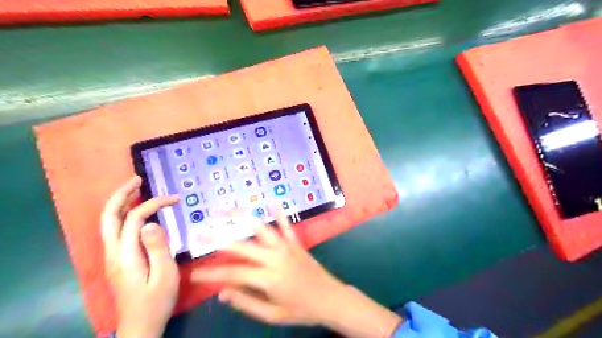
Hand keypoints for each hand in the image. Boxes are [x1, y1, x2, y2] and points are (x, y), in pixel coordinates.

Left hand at [101, 176, 179, 337]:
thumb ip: (158, 248)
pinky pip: (116, 230)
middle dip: (121, 195)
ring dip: (120, 203)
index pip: (135, 219)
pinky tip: (136, 212)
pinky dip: (124, 215)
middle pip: (109, 216)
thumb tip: (152, 223)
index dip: (154, 204)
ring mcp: (113, 257)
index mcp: (126, 255)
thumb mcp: (165, 275)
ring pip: (109, 223)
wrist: (140, 326)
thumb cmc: (157, 301)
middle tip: (137, 180)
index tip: (175, 200)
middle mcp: (113, 253)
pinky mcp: (118, 260)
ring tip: (136, 189)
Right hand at [191, 209, 400, 336]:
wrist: (330, 299)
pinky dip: (280, 214)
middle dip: (219, 239)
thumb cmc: (301, 310)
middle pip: (242, 246)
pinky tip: (273, 202)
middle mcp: (275, 258)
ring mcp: (287, 247)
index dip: (211, 274)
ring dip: (245, 217)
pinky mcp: (296, 243)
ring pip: (262, 229)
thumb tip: (223, 293)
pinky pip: (287, 226)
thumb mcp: (272, 314)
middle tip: (201, 233)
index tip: (193, 272)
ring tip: (230, 208)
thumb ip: (247, 302)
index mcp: (268, 278)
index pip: (233, 274)